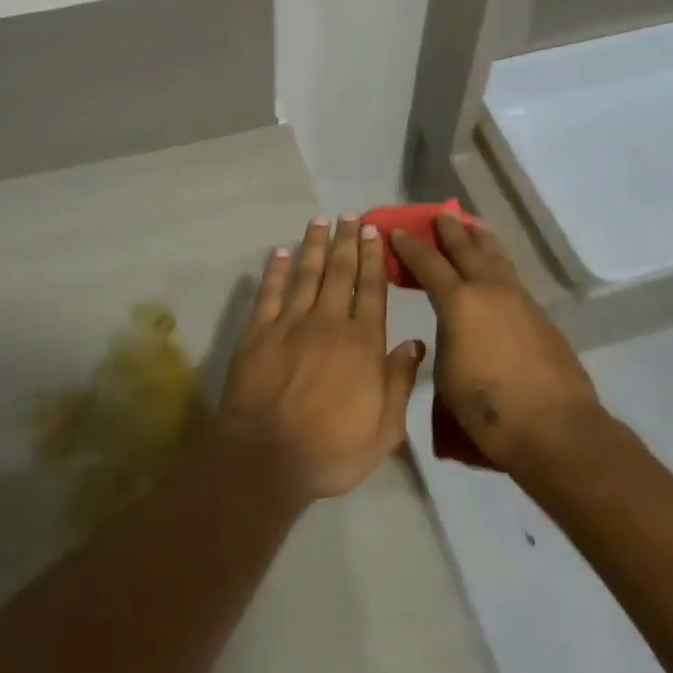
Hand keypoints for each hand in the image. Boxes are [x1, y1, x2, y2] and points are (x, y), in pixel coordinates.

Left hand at [215, 216, 424, 505]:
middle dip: (346, 241)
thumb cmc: (332, 450)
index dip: (373, 258)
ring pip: (306, 274)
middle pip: (339, 273)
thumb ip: (399, 383)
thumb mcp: (384, 429)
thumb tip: (415, 344)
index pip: (371, 290)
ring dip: (314, 245)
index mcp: (362, 343)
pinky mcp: (258, 333)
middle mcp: (328, 323)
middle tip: (349, 215)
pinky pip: (269, 293)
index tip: (374, 231)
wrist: (266, 457)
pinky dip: (275, 270)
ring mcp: (290, 324)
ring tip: (319, 220)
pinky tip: (280, 252)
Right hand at [390, 216, 600, 472]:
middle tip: (441, 213)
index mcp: (459, 302)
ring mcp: (519, 300)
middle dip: (451, 230)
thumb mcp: (446, 374)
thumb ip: (446, 339)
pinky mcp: (540, 316)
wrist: (555, 428)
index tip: (397, 231)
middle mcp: (489, 290)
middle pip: (467, 249)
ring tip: (474, 226)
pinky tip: (497, 270)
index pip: (428, 263)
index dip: (410, 246)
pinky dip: (498, 264)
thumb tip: (453, 328)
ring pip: (496, 258)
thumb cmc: (487, 408)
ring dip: (481, 240)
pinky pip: (512, 278)